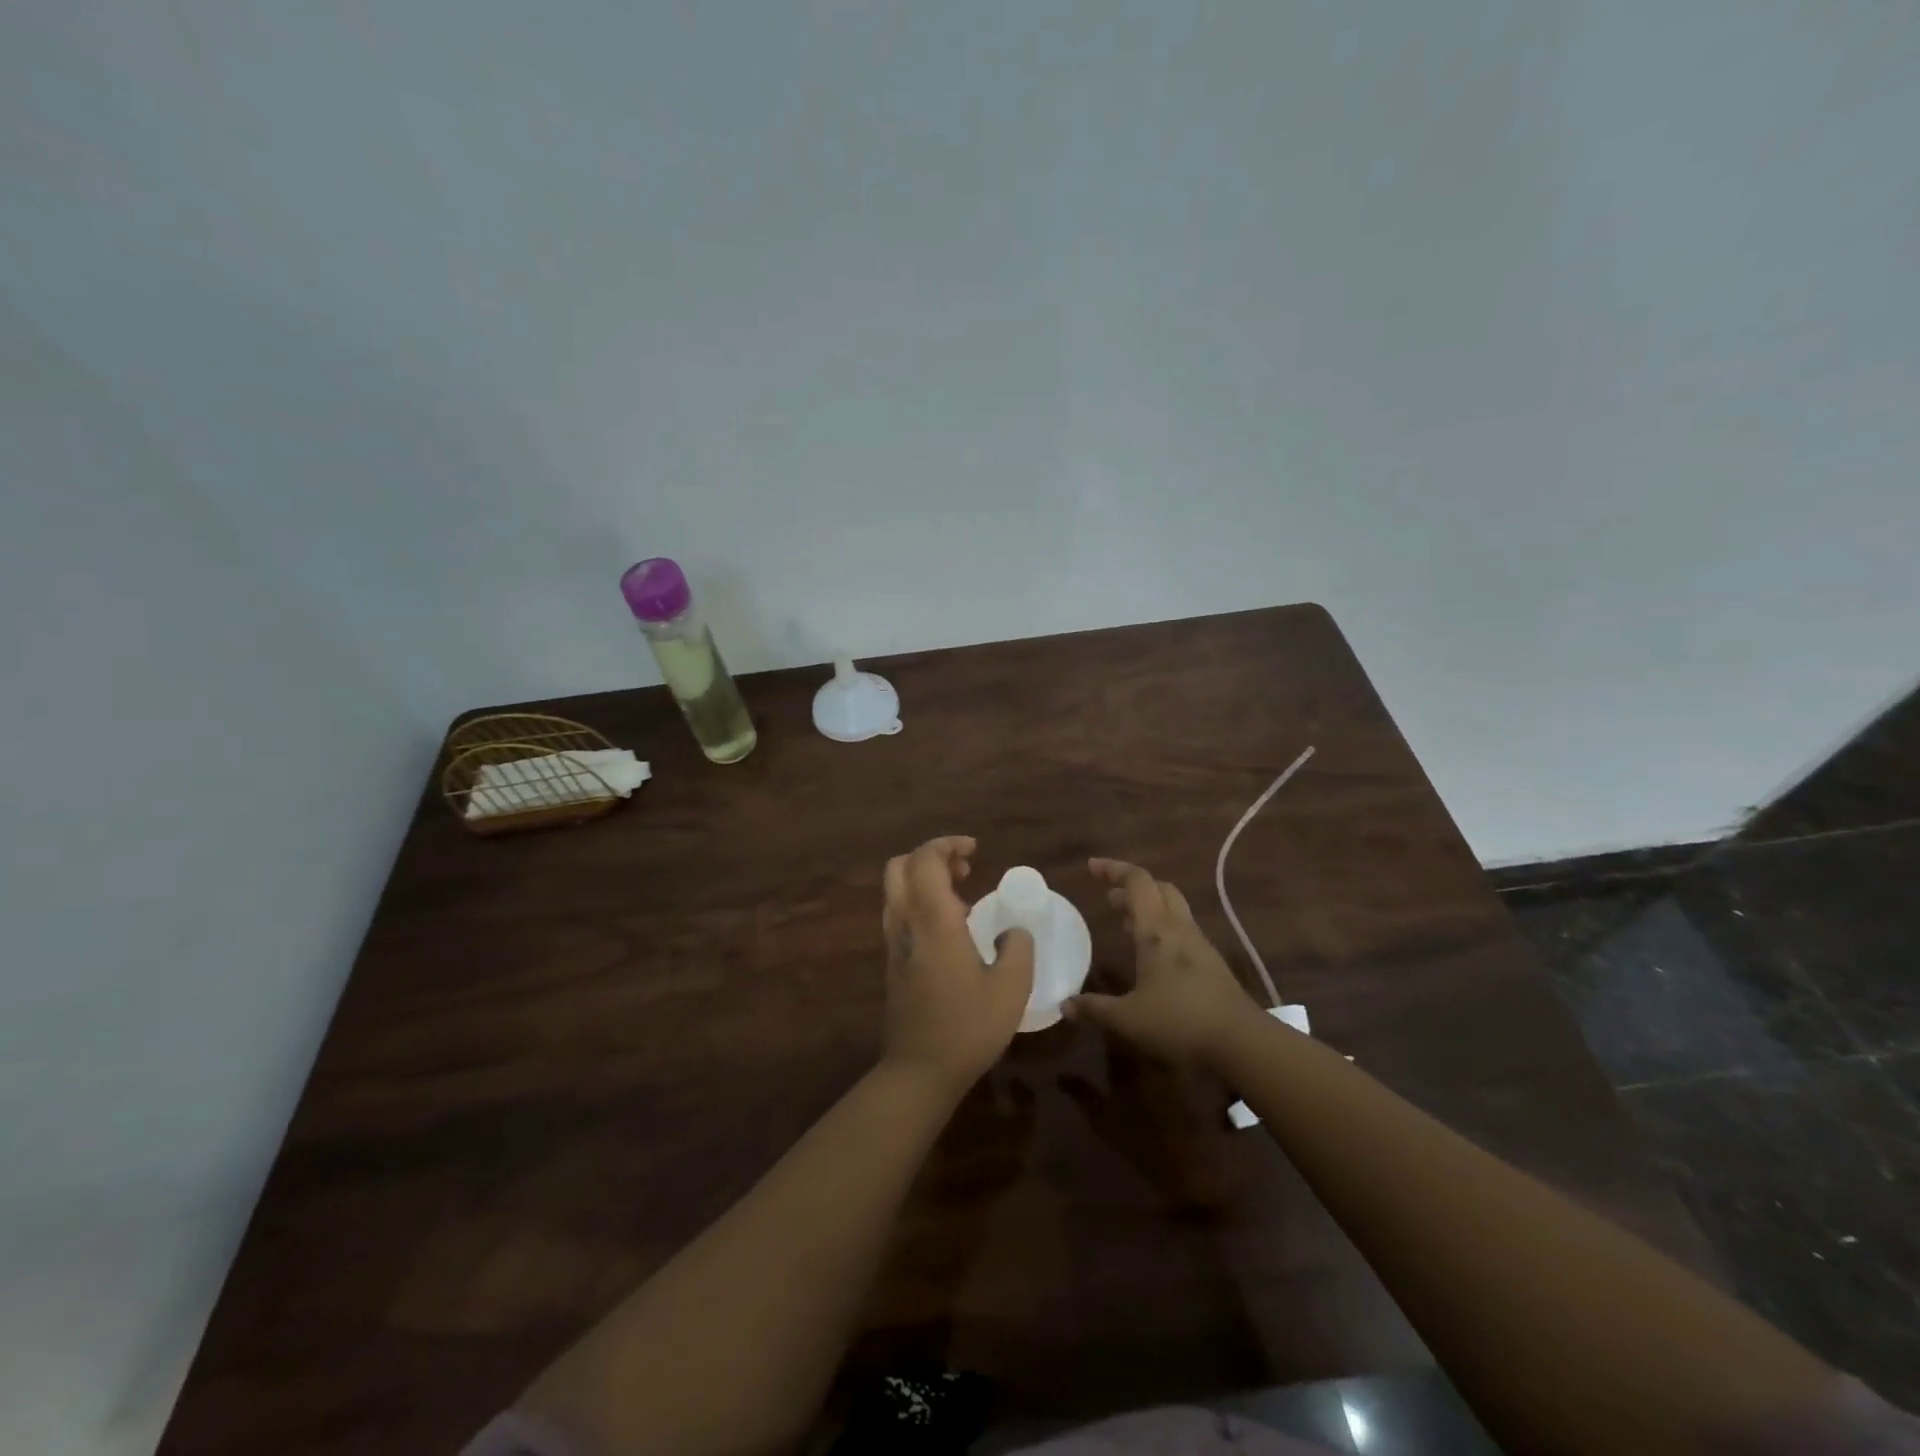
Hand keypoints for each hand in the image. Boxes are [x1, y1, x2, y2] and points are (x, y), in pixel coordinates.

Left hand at [880, 837, 1034, 1093]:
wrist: (919, 1071)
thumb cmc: (968, 1027)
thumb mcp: (1010, 988)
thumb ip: (1018, 949)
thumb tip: (1015, 930)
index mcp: (933, 920)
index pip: (925, 860)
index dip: (947, 844)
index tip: (975, 850)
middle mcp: (906, 923)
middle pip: (899, 867)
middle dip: (930, 857)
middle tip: (965, 868)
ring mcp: (894, 944)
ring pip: (896, 891)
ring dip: (924, 880)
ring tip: (963, 895)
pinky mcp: (893, 963)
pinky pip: (900, 914)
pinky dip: (921, 903)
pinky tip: (952, 929)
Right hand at [1065, 857, 1259, 1065]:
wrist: (1243, 1043)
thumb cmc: (1180, 1023)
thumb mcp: (1128, 1020)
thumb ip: (1095, 1009)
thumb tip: (1065, 1005)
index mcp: (1157, 931)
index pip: (1137, 882)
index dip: (1113, 869)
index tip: (1091, 866)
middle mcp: (1179, 929)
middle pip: (1159, 888)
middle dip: (1133, 886)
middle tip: (1110, 896)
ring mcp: (1199, 946)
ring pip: (1173, 909)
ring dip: (1148, 907)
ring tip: (1124, 921)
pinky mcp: (1211, 965)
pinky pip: (1182, 931)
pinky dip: (1162, 929)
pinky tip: (1151, 955)